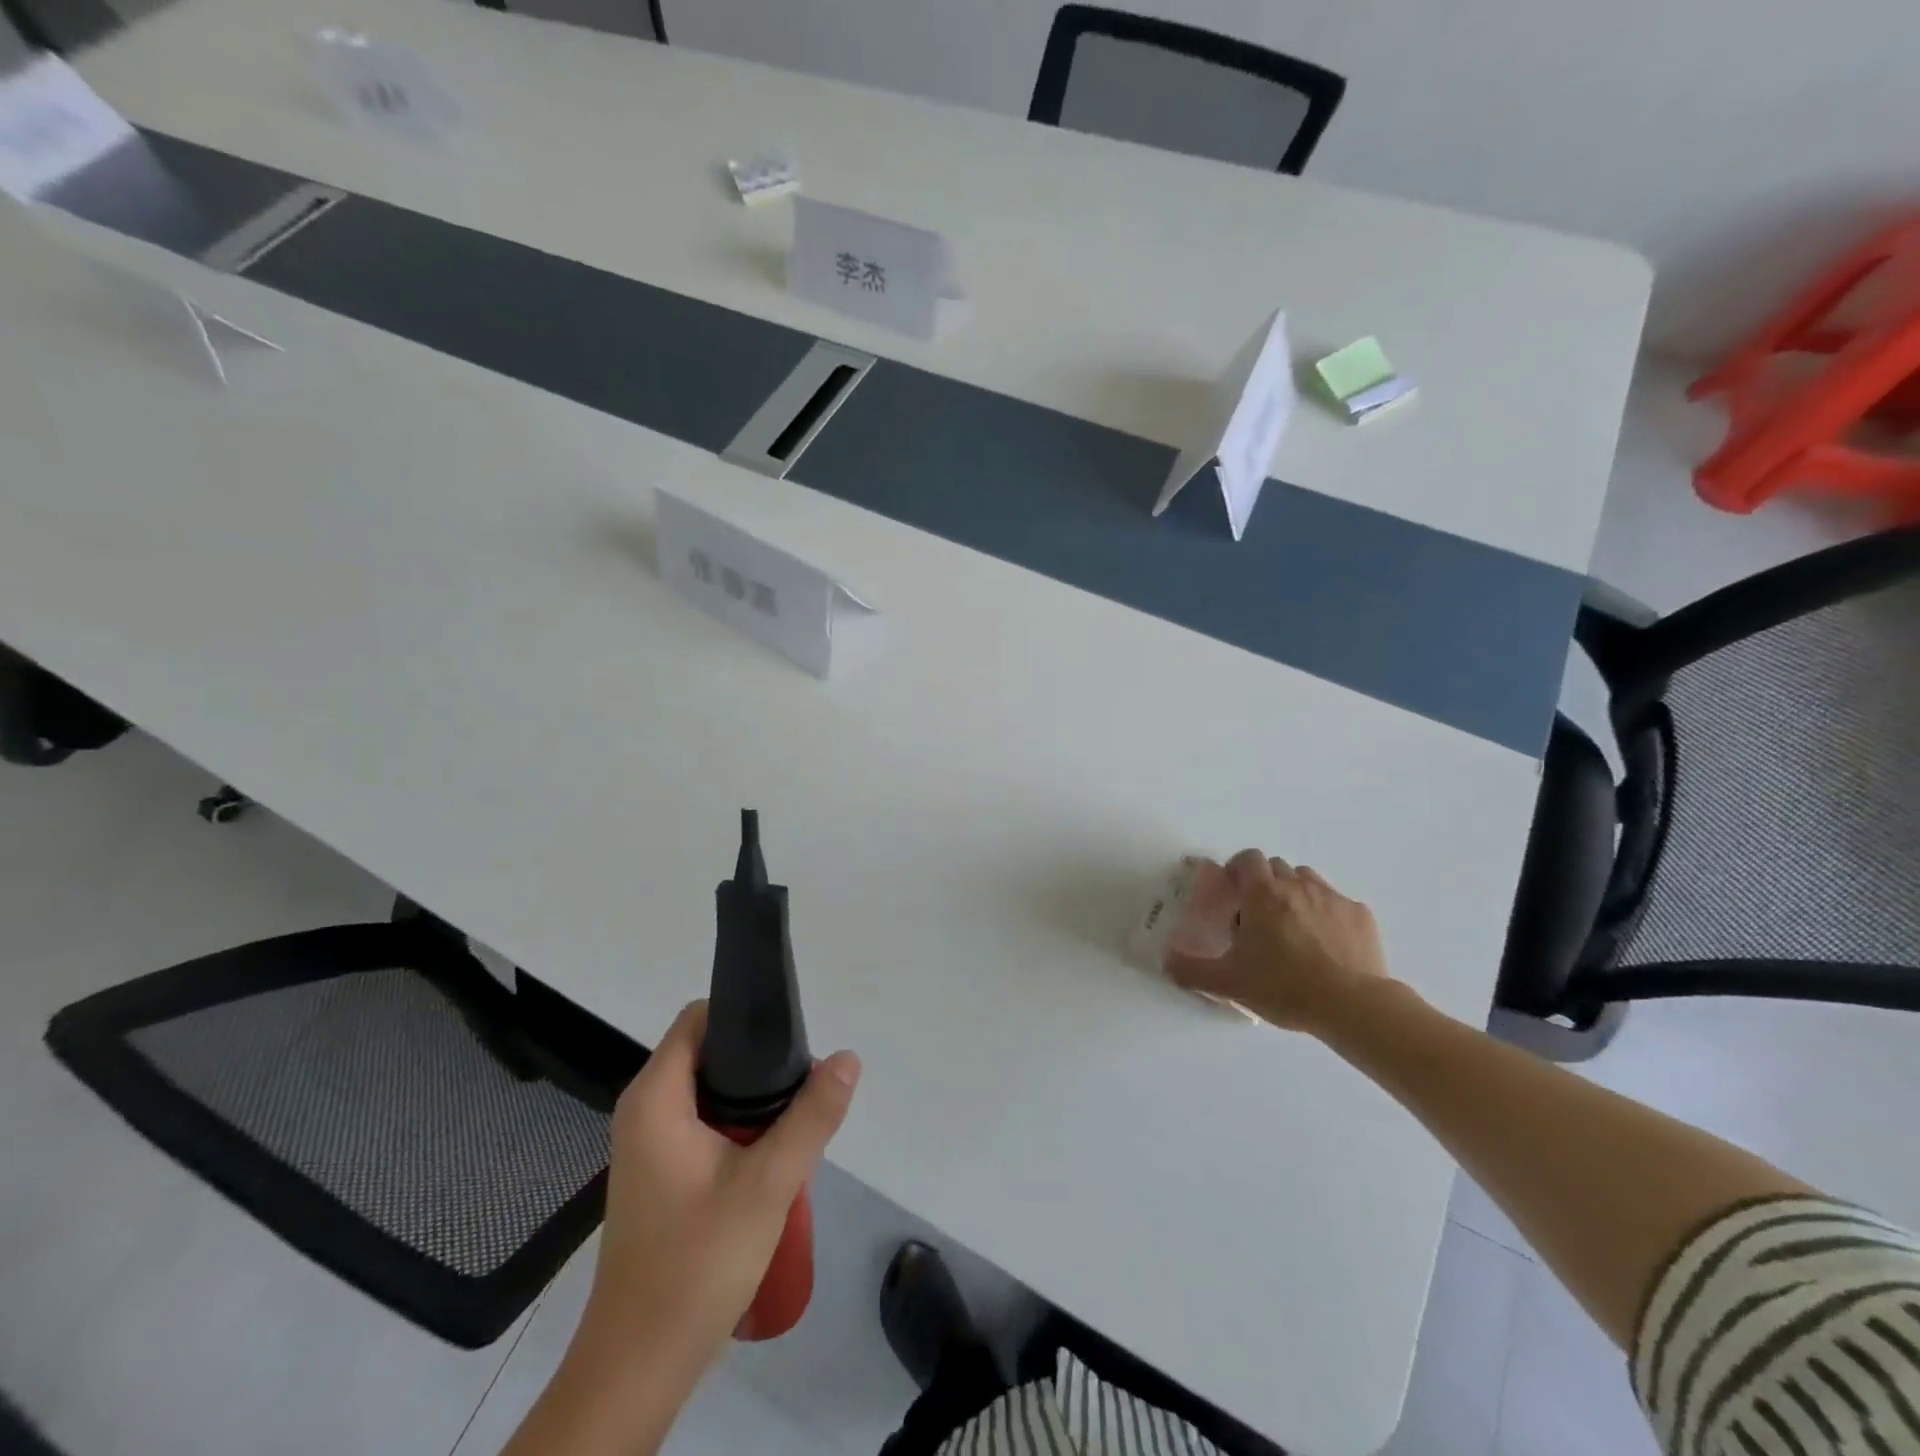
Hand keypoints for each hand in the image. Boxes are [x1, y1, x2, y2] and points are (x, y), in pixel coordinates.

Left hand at [578, 1000, 860, 1380]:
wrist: (640, 1365)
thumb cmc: (696, 1262)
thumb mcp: (768, 1183)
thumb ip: (812, 1116)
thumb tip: (848, 1057)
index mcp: (655, 1097)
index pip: (698, 1019)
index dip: (743, 1013)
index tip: (790, 1030)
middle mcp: (644, 1110)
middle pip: (707, 1052)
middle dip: (757, 1058)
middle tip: (804, 1077)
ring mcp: (649, 1145)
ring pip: (709, 1091)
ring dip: (752, 1096)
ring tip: (798, 1110)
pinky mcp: (660, 1175)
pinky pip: (703, 1123)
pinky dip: (738, 1124)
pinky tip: (773, 1149)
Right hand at [1166, 850, 1390, 1034]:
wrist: (1352, 1006)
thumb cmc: (1284, 987)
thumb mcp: (1229, 983)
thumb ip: (1191, 970)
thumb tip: (1166, 962)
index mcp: (1263, 894)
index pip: (1248, 858)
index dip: (1238, 869)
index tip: (1233, 891)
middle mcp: (1298, 886)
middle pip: (1277, 867)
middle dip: (1265, 883)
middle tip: (1258, 916)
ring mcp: (1333, 898)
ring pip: (1308, 880)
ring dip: (1295, 893)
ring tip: (1293, 926)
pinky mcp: (1361, 916)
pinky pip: (1338, 903)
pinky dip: (1327, 914)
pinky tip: (1326, 944)